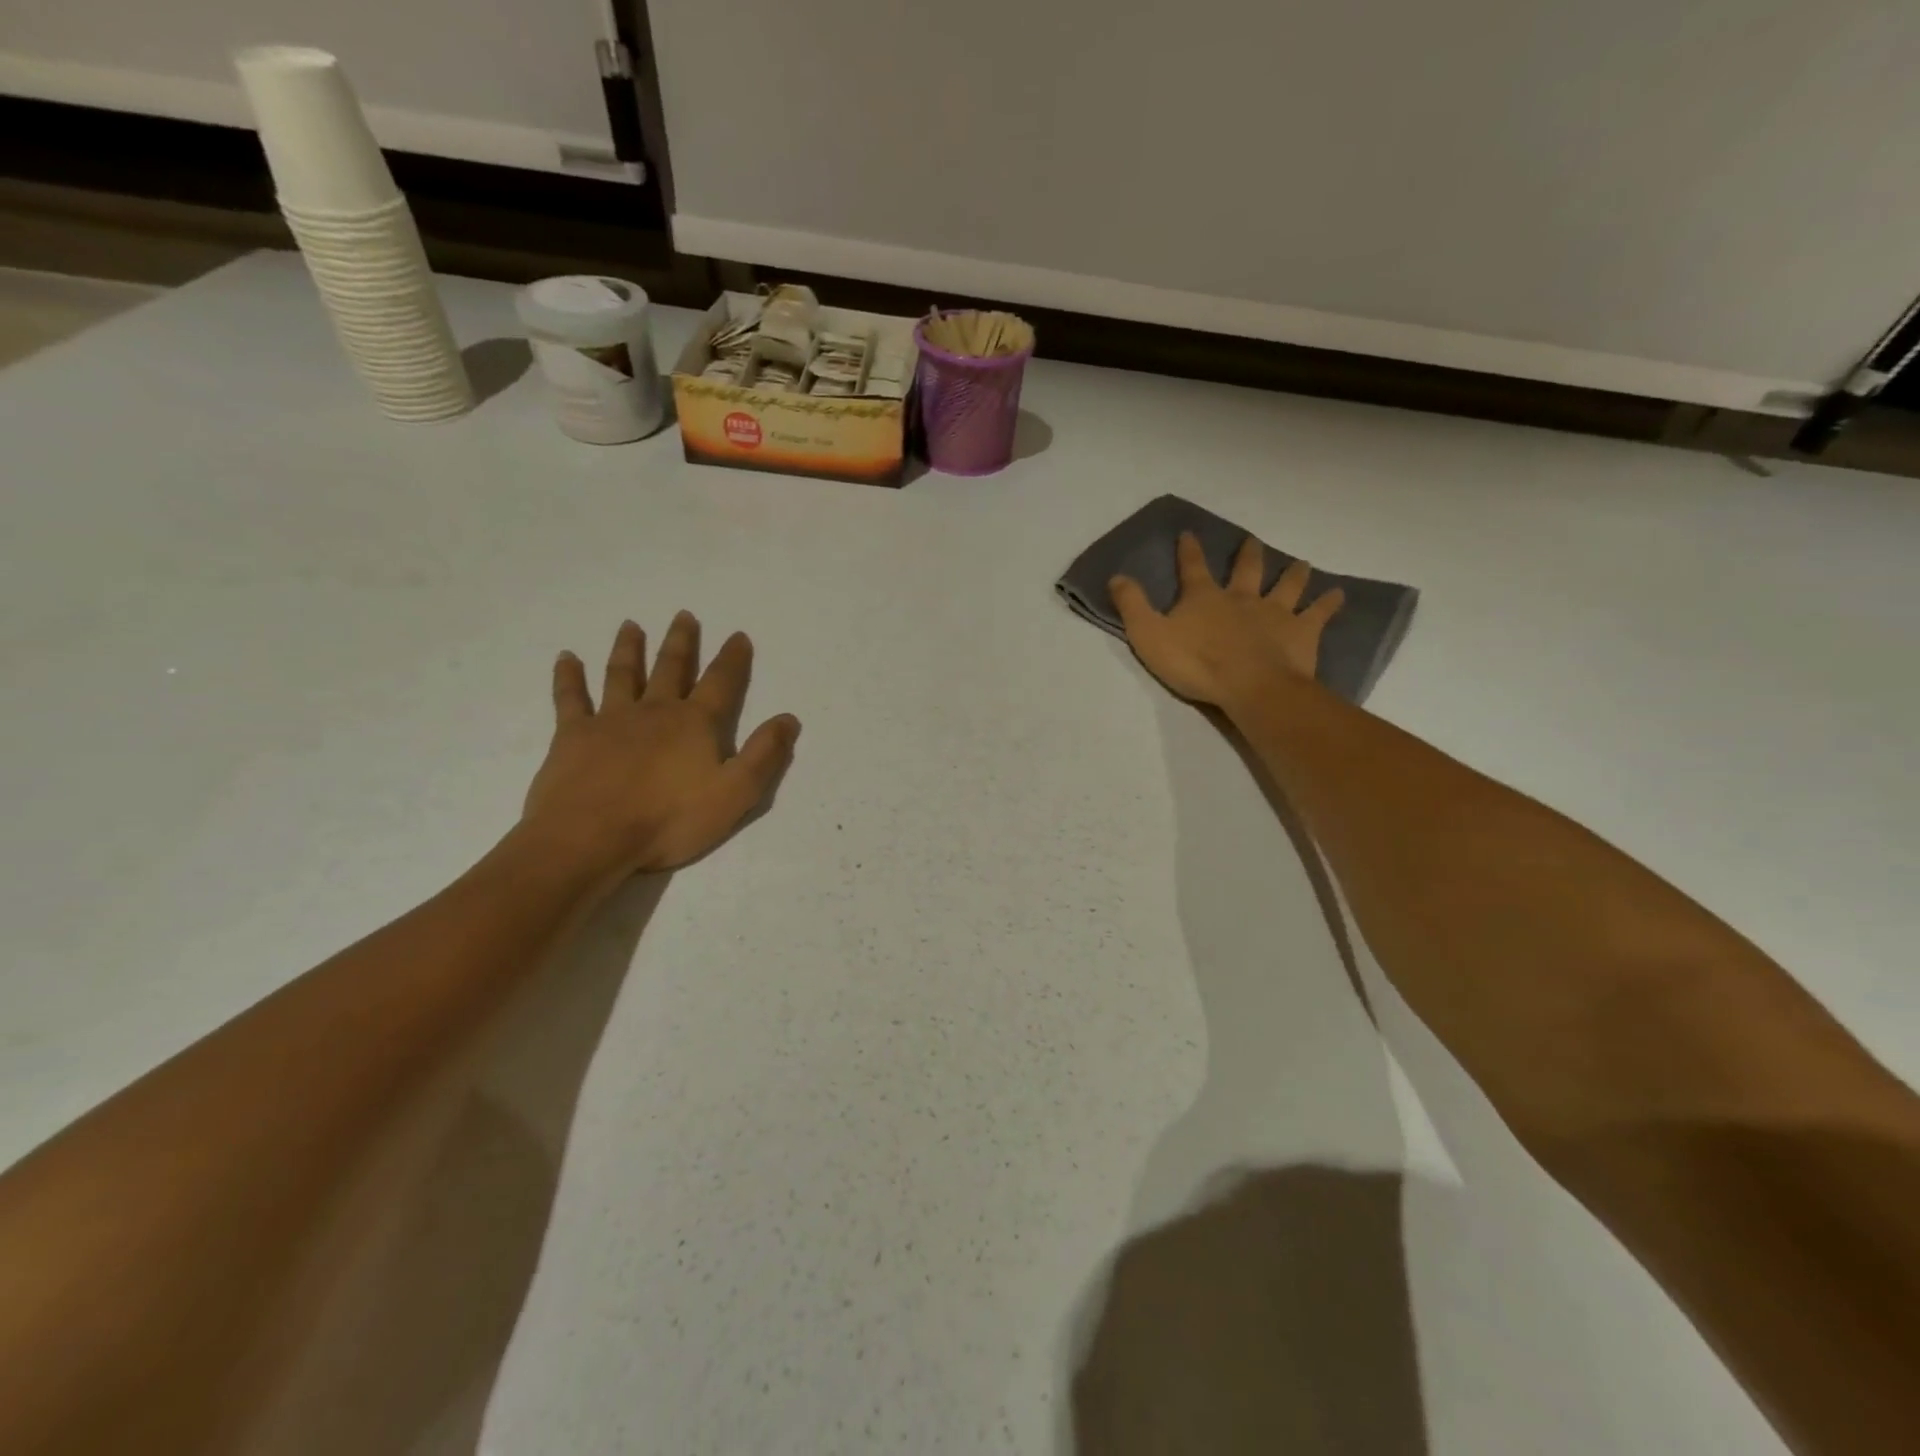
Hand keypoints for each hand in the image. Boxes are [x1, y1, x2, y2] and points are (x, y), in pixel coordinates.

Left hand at [521, 613, 798, 879]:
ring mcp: (610, 719)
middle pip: (671, 668)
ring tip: (631, 626)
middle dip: (681, 642)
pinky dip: (569, 676)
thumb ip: (764, 755)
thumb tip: (788, 718)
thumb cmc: (669, 820)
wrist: (590, 838)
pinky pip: (571, 698)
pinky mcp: (573, 735)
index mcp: (695, 724)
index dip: (732, 659)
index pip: (721, 682)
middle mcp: (655, 711)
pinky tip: (566, 658)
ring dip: (629, 648)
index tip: (738, 635)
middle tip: (684, 615)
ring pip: (623, 674)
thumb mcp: (735, 794)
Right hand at [1109, 533, 1343, 710]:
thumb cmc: (1196, 663)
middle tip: (1251, 541)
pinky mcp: (1301, 632)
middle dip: (1247, 554)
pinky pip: (1318, 613)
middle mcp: (1241, 597)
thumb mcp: (1149, 635)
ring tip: (1301, 563)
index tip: (1189, 533)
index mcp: (1204, 598)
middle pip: (1247, 569)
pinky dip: (1328, 603)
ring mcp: (1275, 612)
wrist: (1250, 686)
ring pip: (1287, 585)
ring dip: (1293, 573)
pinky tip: (1339, 595)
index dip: (1188, 550)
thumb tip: (1116, 576)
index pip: (1192, 567)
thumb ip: (1132, 605)